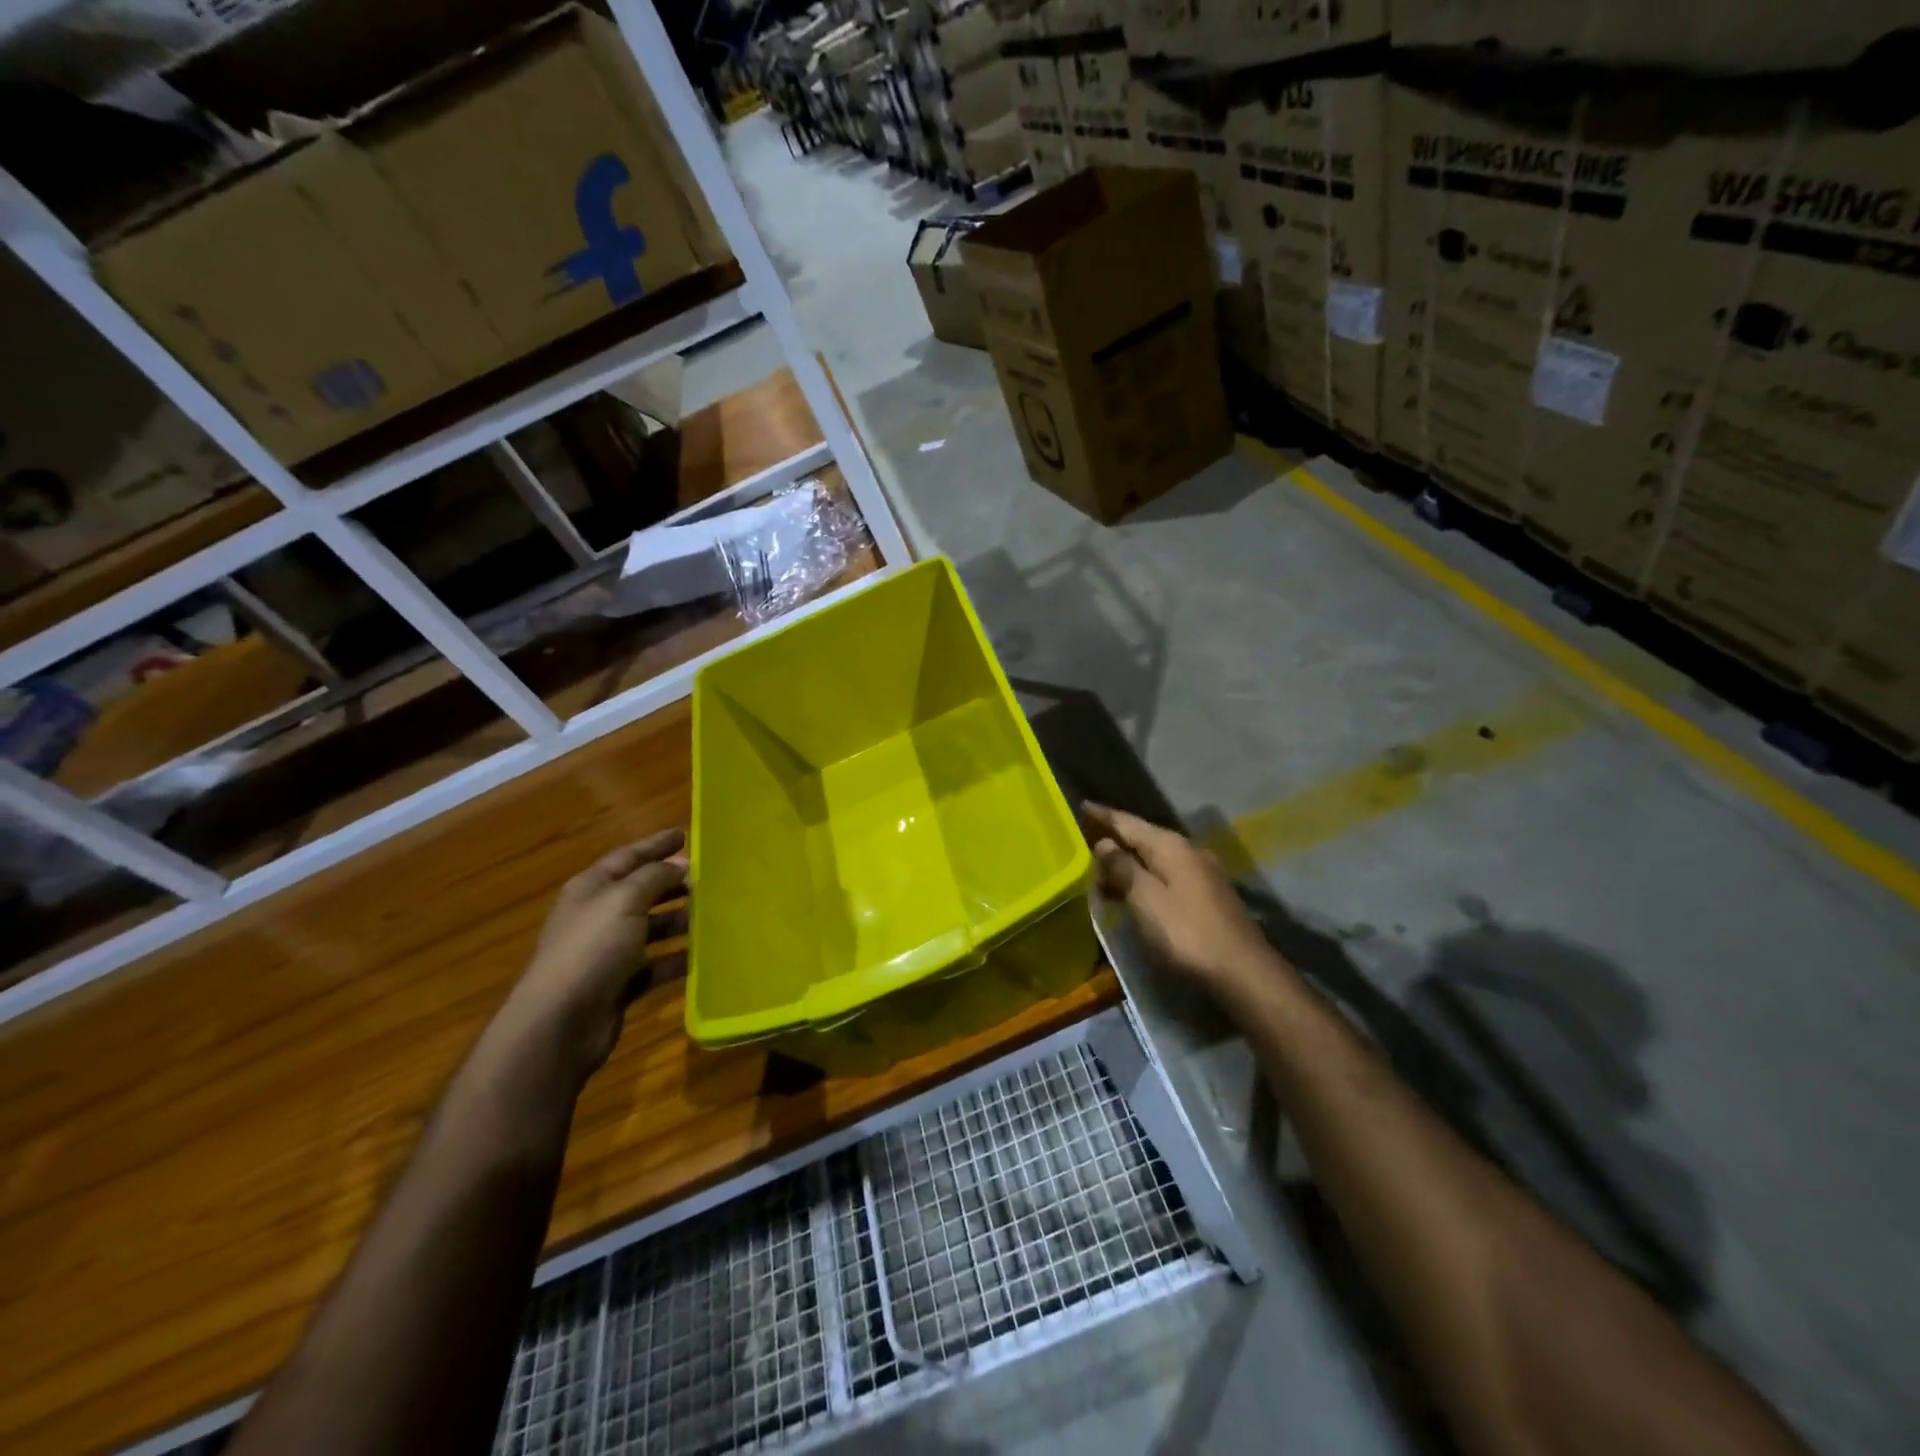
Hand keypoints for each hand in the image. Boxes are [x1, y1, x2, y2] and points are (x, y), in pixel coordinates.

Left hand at [500, 830, 688, 1082]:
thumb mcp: (624, 900)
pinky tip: (701, 957)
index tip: (684, 835)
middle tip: (707, 878)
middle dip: (672, 884)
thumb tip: (680, 865)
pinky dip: (676, 960)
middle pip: (640, 892)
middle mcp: (597, 917)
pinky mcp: (618, 985)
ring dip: (678, 921)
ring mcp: (607, 953)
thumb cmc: (591, 949)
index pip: (627, 857)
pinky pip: (654, 965)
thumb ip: (655, 877)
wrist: (559, 1023)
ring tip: (712, 915)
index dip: (655, 845)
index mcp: (591, 889)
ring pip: (650, 929)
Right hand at [1084, 804, 1279, 997]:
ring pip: (1156, 859)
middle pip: (1144, 838)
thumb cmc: (1186, 932)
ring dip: (1129, 863)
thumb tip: (1105, 843)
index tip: (1082, 804)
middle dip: (1115, 840)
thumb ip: (1122, 868)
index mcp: (1171, 846)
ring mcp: (1203, 873)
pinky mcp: (1208, 895)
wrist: (1243, 972)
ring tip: (1101, 872)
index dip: (1104, 815)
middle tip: (1085, 842)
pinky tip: (1133, 892)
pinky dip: (1145, 879)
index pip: (1129, 822)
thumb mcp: (1145, 898)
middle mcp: (1189, 851)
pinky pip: (1167, 876)